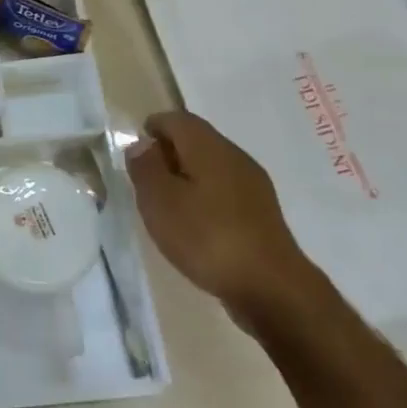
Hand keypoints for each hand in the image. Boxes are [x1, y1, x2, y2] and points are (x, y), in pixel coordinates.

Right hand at [127, 110, 320, 327]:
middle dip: (169, 152)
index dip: (152, 127)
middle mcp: (235, 157)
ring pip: (212, 166)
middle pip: (197, 140)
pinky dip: (205, 196)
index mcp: (209, 147)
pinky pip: (225, 190)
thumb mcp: (159, 201)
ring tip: (166, 203)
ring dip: (187, 176)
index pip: (177, 119)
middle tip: (145, 178)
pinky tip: (195, 223)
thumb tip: (142, 145)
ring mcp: (254, 185)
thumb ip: (146, 168)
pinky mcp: (262, 214)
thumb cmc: (207, 237)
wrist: (272, 288)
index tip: (134, 150)